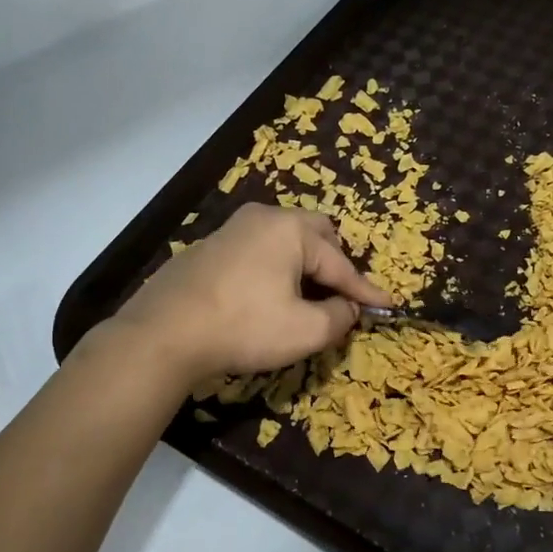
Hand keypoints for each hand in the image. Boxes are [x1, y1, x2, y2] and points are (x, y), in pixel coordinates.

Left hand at [112, 204, 393, 383]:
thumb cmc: (244, 327)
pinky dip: (275, 269)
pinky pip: (258, 251)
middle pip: (315, 235)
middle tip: (341, 295)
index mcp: (291, 230)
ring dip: (304, 266)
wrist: (165, 333)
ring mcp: (232, 229)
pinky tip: (268, 296)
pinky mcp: (210, 248)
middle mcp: (263, 218)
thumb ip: (339, 317)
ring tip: (308, 296)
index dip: (365, 290)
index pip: (341, 263)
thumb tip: (348, 308)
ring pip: (284, 241)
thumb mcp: (306, 331)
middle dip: (334, 264)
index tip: (387, 305)